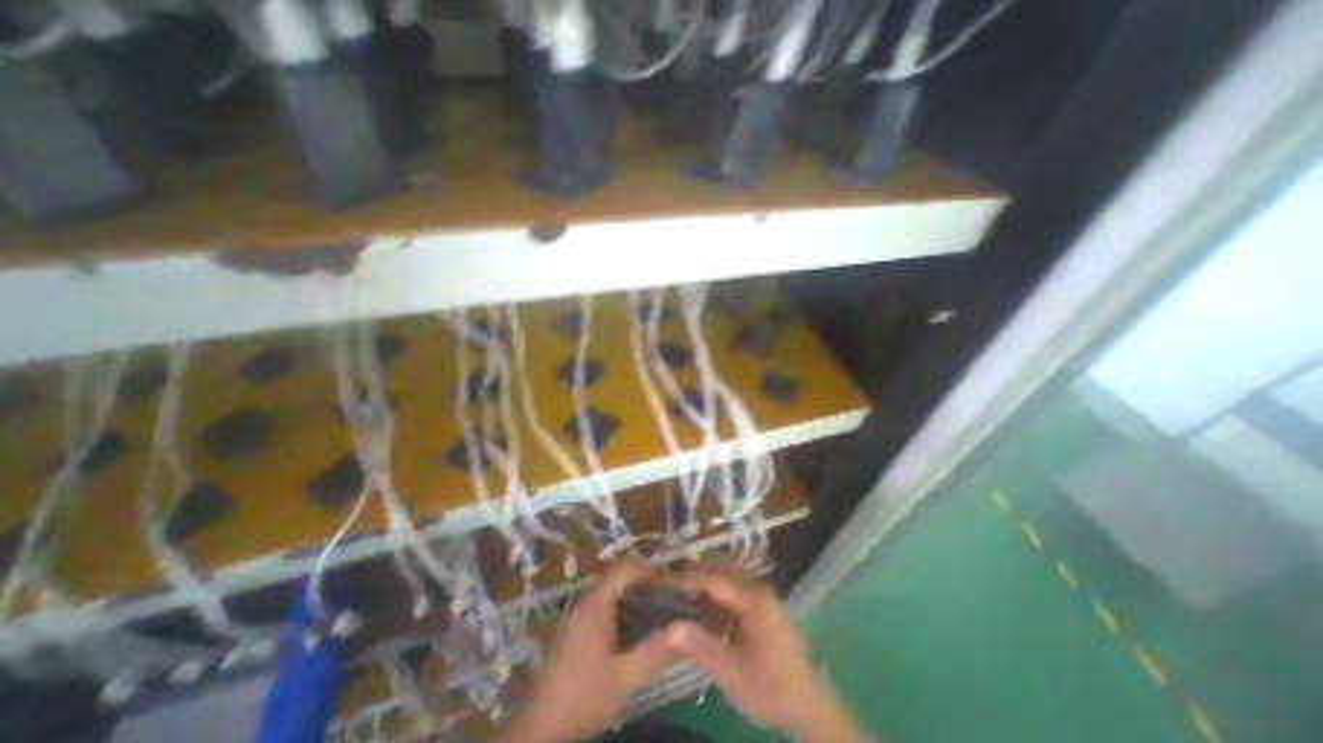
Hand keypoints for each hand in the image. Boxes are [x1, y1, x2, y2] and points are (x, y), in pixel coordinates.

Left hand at [497, 563, 680, 741]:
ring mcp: (574, 615)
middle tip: (665, 598)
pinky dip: (618, 609)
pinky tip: (630, 631)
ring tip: (653, 612)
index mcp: (595, 605)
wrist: (539, 728)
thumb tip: (685, 630)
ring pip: (607, 592)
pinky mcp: (571, 629)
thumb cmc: (582, 697)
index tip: (668, 584)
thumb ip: (654, 651)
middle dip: (641, 583)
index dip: (646, 571)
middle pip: (615, 578)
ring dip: (629, 596)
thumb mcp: (623, 678)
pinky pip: (599, 606)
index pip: (622, 570)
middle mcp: (583, 602)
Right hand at [669, 563, 863, 741]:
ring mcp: (760, 591)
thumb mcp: (733, 675)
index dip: (684, 578)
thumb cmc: (771, 690)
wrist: (808, 705)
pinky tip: (698, 604)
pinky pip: (731, 585)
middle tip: (663, 586)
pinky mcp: (760, 600)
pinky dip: (712, 589)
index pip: (712, 578)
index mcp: (753, 598)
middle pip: (717, 569)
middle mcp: (757, 586)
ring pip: (724, 574)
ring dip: (700, 580)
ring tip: (676, 592)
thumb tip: (669, 627)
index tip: (659, 582)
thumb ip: (701, 647)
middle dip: (690, 574)